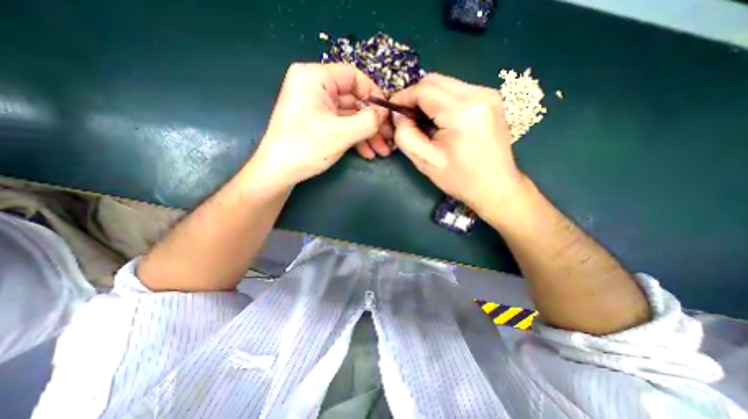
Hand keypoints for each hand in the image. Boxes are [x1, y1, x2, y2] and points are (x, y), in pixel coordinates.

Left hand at [247, 62, 392, 190]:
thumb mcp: (341, 133)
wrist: (278, 173)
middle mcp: (315, 88)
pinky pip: (342, 126)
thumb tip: (384, 112)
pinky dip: (356, 139)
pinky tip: (368, 153)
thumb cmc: (306, 147)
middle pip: (354, 100)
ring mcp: (317, 107)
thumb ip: (368, 120)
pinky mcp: (318, 124)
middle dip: (373, 123)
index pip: (353, 77)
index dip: (373, 95)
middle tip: (388, 139)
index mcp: (314, 77)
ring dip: (367, 134)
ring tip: (382, 151)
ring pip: (350, 116)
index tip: (387, 115)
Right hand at [392, 72, 524, 214]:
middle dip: (414, 96)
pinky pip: (457, 91)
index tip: (392, 111)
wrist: (496, 187)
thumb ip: (405, 135)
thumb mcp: (425, 161)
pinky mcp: (490, 99)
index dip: (403, 97)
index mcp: (462, 112)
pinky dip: (442, 101)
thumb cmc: (460, 179)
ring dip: (428, 99)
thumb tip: (399, 115)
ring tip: (422, 121)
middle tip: (406, 118)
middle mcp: (479, 94)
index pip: (424, 89)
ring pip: (446, 84)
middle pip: (435, 80)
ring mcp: (488, 94)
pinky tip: (439, 120)